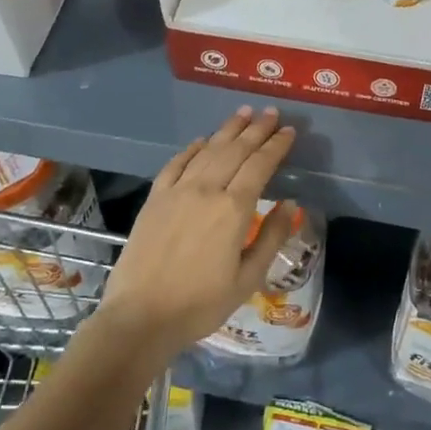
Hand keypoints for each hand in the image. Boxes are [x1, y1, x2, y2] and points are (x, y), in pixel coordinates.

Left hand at [98, 107, 296, 358]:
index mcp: (233, 210)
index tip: (289, 131)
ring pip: (207, 151)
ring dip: (227, 130)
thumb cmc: (201, 304)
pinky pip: (176, 164)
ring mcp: (177, 192)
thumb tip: (290, 204)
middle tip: (270, 112)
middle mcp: (206, 190)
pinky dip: (192, 149)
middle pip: (235, 151)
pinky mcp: (155, 199)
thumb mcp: (248, 279)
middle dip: (256, 129)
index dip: (276, 146)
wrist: (141, 317)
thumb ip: (271, 237)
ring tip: (243, 114)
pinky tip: (201, 140)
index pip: (260, 166)